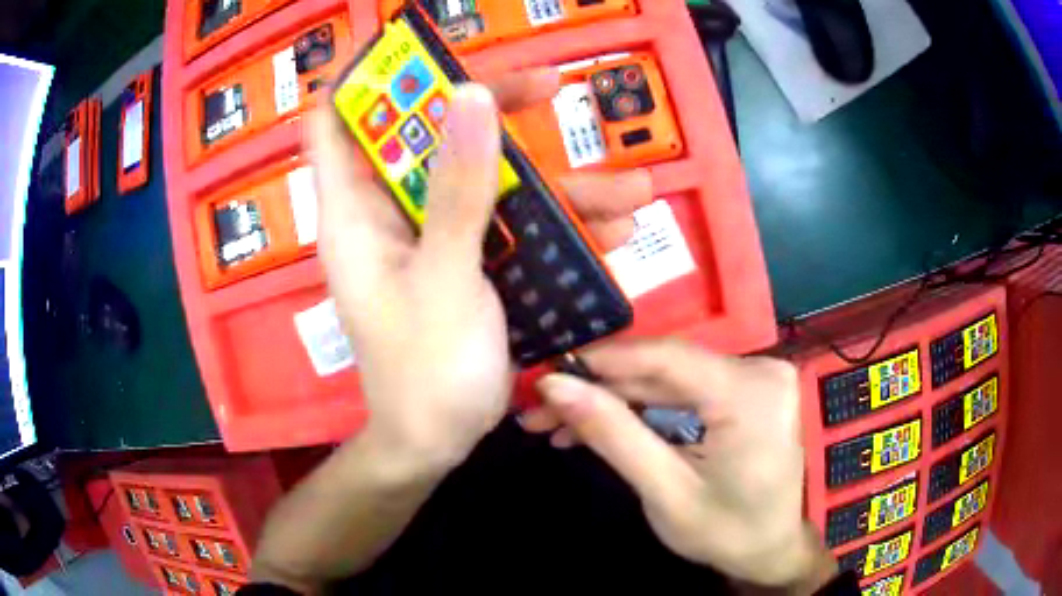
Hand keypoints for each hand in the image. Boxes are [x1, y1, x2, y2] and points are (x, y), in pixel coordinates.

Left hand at [311, 68, 651, 469]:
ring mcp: (432, 236)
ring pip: (484, 179)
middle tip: (546, 87)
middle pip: (427, 135)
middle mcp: (389, 214)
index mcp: (355, 213)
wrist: (439, 442)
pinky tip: (614, 233)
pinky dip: (559, 226)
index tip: (415, 47)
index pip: (336, 121)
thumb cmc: (426, 371)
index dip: (365, 77)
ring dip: (554, 180)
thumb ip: (458, 189)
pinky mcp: (467, 260)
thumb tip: (469, 95)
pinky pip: (510, 224)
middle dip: (487, 108)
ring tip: (628, 186)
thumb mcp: (446, 277)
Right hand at [526, 340, 835, 589]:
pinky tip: (605, 424)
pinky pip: (685, 390)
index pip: (665, 358)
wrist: (771, 547)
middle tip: (542, 411)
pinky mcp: (746, 388)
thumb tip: (555, 386)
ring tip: (559, 424)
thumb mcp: (664, 492)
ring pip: (668, 379)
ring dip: (615, 400)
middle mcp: (759, 371)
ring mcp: (756, 377)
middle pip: (663, 369)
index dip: (600, 361)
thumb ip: (612, 434)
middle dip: (599, 390)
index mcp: (750, 395)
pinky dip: (644, 408)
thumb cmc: (725, 531)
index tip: (546, 375)